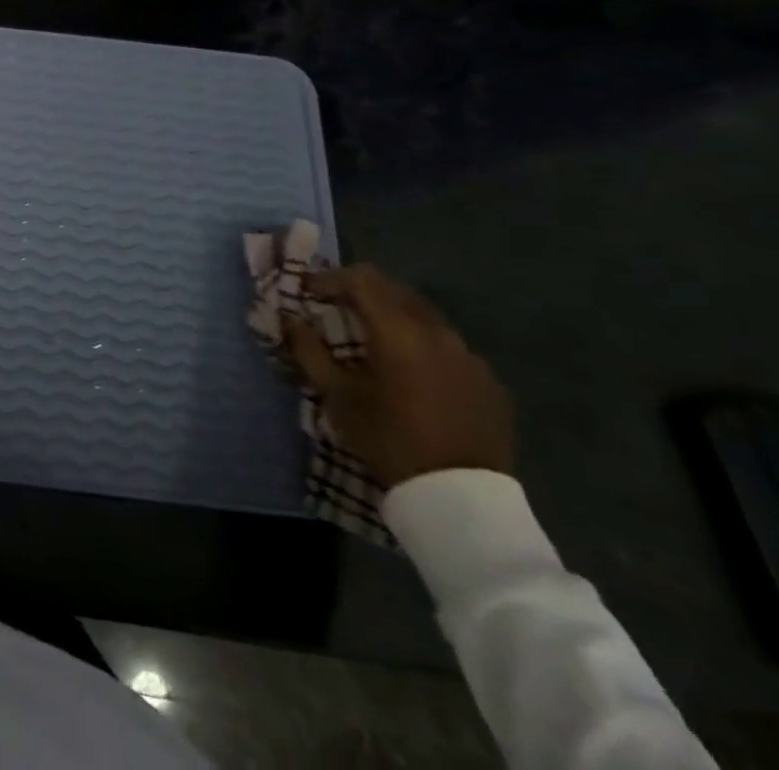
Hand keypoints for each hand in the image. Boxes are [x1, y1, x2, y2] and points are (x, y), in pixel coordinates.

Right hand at [284, 264, 512, 488]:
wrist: (460, 499)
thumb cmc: (388, 440)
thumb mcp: (336, 396)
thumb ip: (309, 350)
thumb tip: (289, 319)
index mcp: (399, 331)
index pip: (360, 280)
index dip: (329, 278)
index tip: (308, 291)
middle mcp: (438, 332)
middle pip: (393, 289)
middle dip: (360, 290)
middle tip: (334, 306)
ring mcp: (469, 355)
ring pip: (423, 314)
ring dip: (392, 314)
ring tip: (372, 338)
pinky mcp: (488, 380)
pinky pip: (448, 345)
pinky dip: (421, 342)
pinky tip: (411, 371)